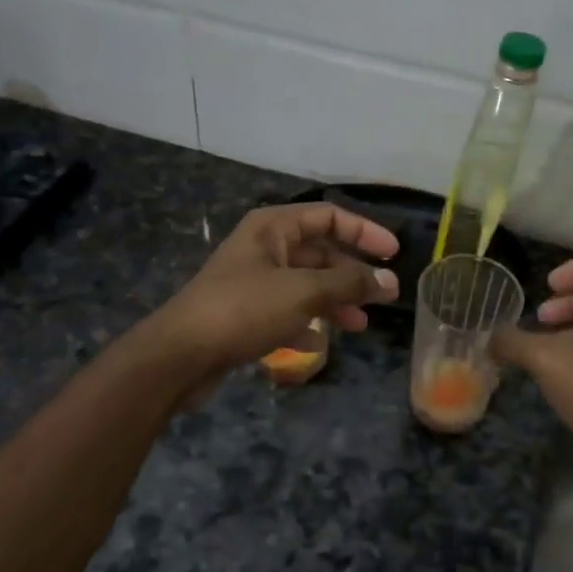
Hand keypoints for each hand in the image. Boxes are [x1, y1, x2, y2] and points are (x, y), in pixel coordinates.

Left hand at [143, 203, 399, 390]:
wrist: (179, 355)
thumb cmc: (244, 309)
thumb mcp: (303, 292)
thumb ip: (348, 284)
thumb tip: (389, 281)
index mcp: (273, 228)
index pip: (328, 216)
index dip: (364, 231)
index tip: (393, 254)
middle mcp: (263, 248)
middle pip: (319, 251)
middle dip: (351, 274)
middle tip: (381, 298)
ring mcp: (252, 281)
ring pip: (305, 284)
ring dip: (333, 301)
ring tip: (358, 325)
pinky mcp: (244, 314)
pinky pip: (285, 312)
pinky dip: (305, 323)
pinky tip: (319, 343)